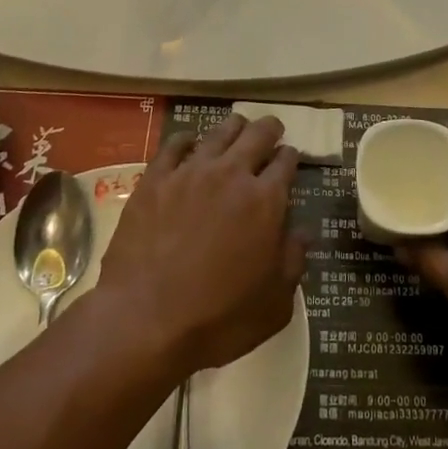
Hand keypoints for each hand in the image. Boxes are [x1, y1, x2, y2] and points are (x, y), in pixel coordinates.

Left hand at [96, 113, 305, 378]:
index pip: (286, 161)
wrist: (145, 320)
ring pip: (219, 132)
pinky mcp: (155, 179)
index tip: (290, 158)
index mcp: (267, 200)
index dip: (291, 157)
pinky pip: (174, 144)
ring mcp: (191, 172)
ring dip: (233, 128)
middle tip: (271, 130)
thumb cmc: (219, 318)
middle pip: (257, 134)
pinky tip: (190, 142)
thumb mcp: (276, 303)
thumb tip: (302, 232)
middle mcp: (232, 174)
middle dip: (269, 129)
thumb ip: (294, 261)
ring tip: (237, 128)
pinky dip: (187, 139)